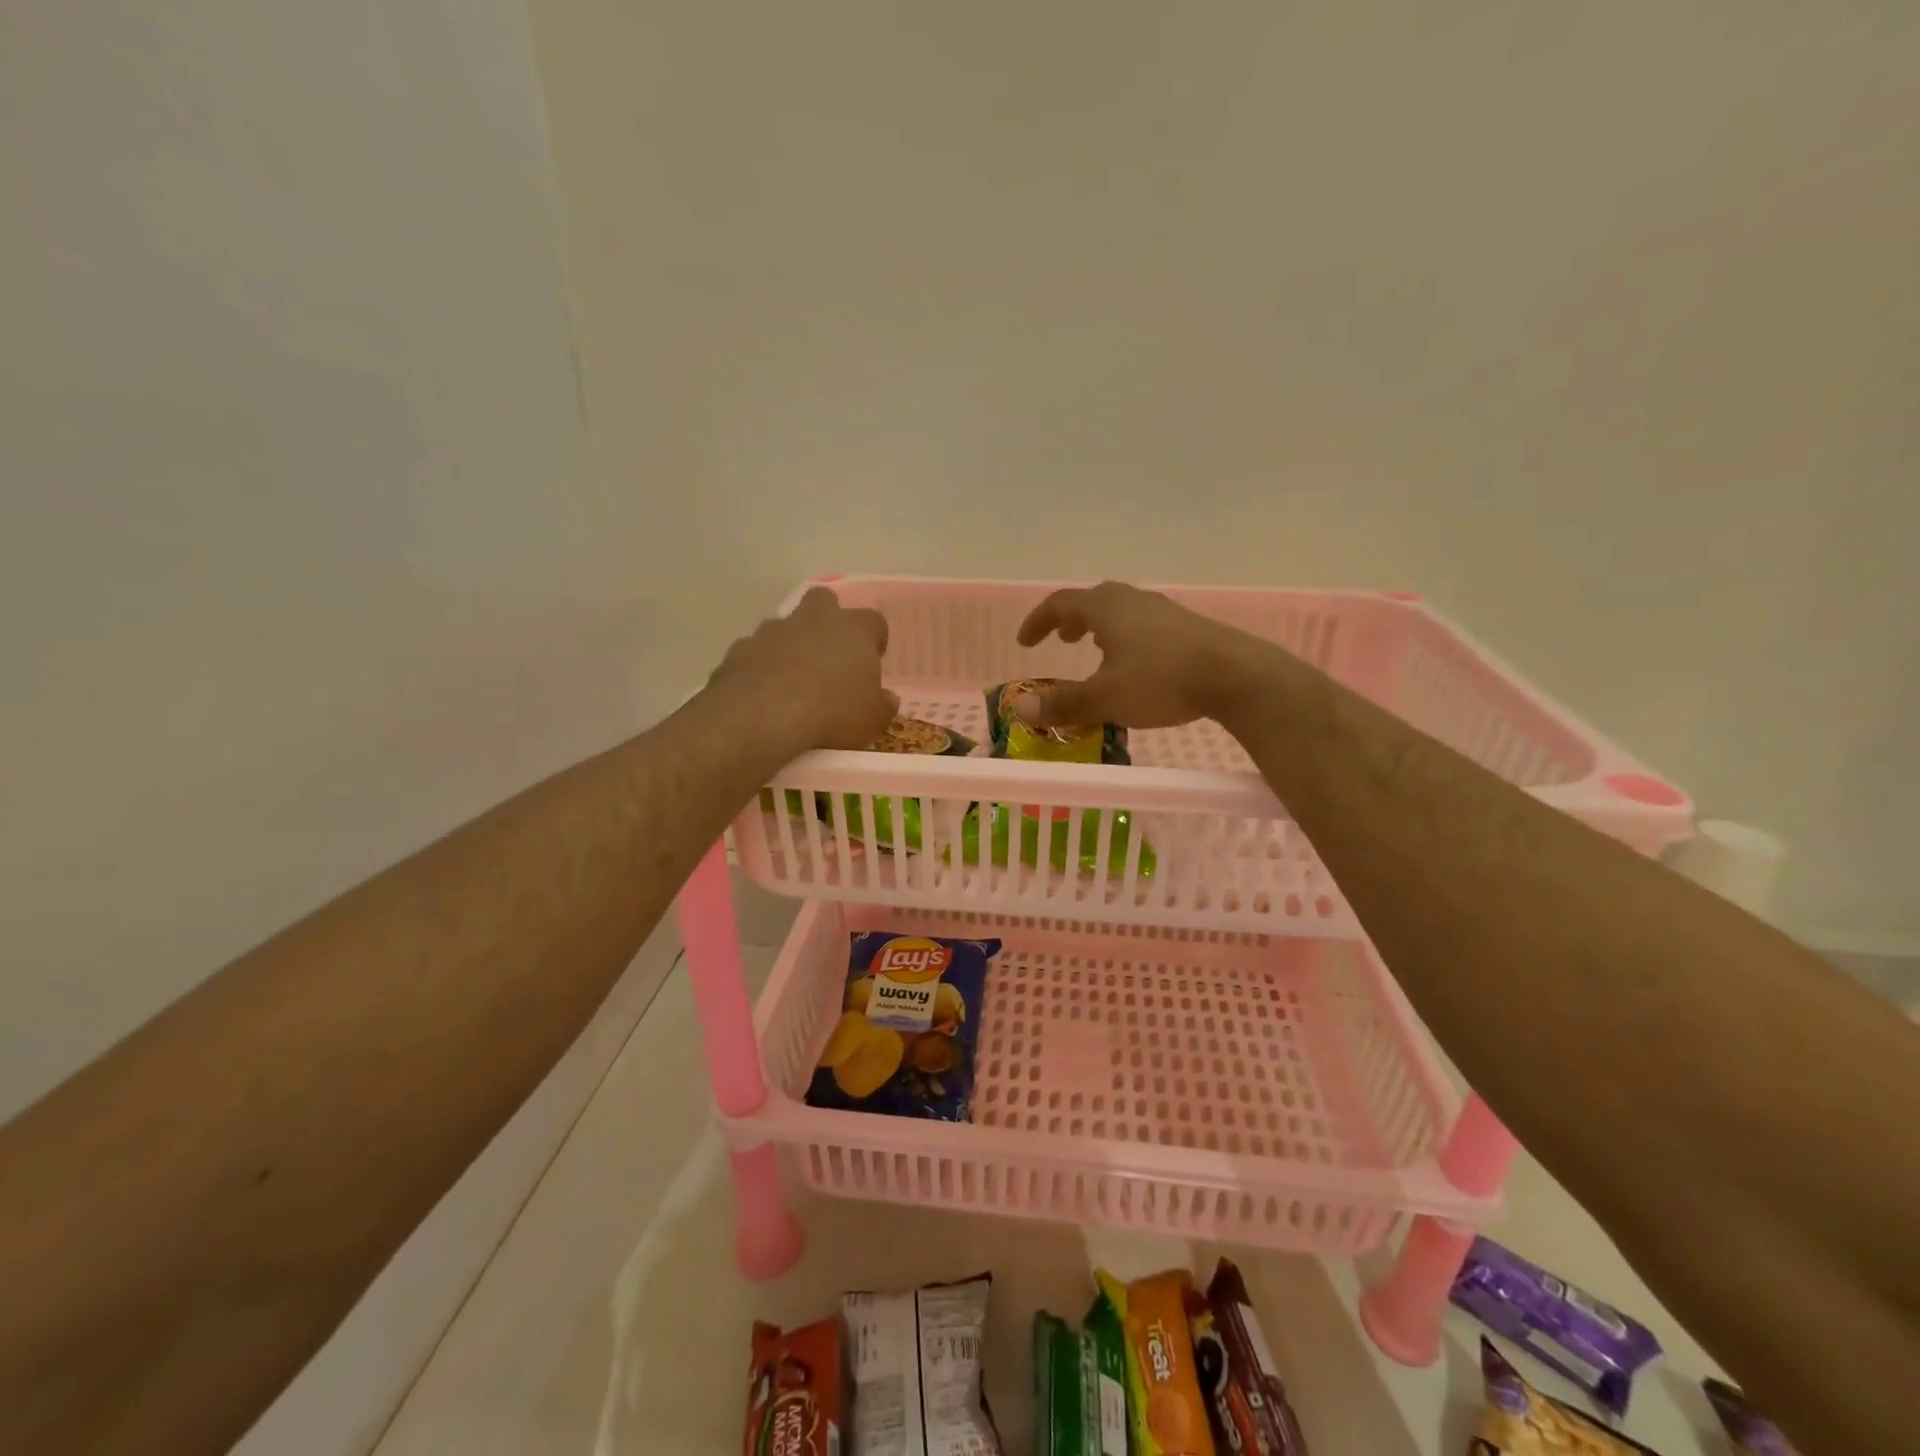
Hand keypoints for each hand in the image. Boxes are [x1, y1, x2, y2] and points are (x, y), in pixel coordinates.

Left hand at [707, 587, 897, 752]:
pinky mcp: (741, 649)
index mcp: (854, 630)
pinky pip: (755, 651)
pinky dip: (761, 666)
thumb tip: (886, 698)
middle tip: (830, 654)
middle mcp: (814, 619)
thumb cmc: (833, 712)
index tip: (872, 660)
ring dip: (790, 645)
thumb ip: (883, 705)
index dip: (874, 639)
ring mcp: (773, 631)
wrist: (764, 715)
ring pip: (785, 626)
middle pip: (824, 601)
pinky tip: (762, 694)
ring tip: (792, 681)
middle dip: (827, 620)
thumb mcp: (873, 719)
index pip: (874, 621)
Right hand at [1014, 581, 1269, 729]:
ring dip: (1101, 628)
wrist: (1235, 676)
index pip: (1061, 603)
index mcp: (1106, 608)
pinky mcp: (1187, 627)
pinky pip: (1144, 623)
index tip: (1025, 642)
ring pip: (1122, 611)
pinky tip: (1136, 663)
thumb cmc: (1160, 681)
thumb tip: (1020, 708)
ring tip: (1096, 650)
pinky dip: (1126, 637)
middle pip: (1094, 601)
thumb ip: (1062, 704)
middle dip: (1072, 620)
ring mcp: (1163, 611)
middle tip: (1062, 640)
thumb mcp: (1104, 698)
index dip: (1038, 621)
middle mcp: (1133, 600)